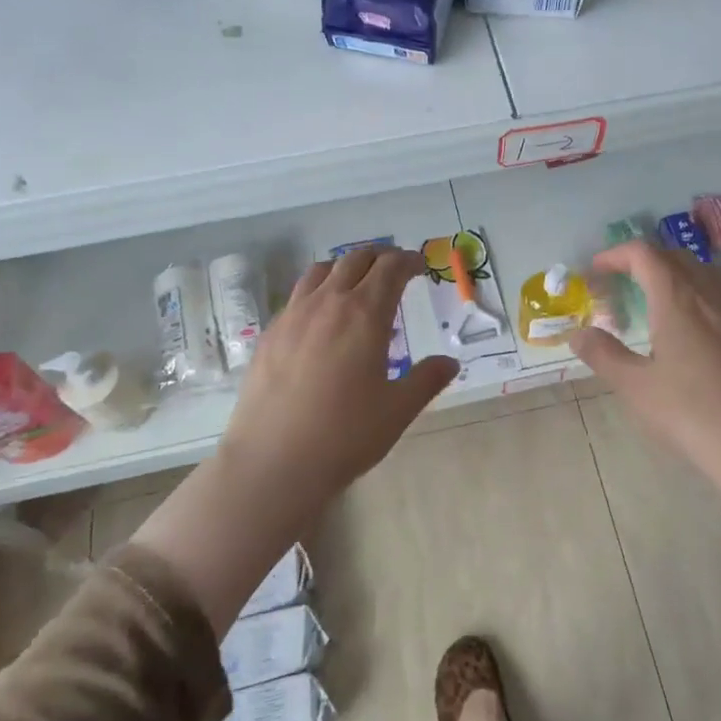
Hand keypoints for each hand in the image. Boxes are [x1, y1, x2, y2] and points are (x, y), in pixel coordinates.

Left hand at [220, 244, 458, 501]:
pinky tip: (320, 318)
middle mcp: (328, 303)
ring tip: (355, 283)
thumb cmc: (345, 435)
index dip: (409, 261)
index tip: (420, 266)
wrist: (273, 463)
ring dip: (345, 267)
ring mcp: (293, 316)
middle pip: (355, 259)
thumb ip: (427, 380)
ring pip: (320, 270)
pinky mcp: (269, 334)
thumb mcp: (398, 410)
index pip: (390, 268)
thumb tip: (450, 362)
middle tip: (394, 269)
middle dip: (379, 257)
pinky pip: (297, 296)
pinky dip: (317, 291)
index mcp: (365, 314)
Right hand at [570, 241, 720, 482]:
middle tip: (619, 285)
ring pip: (702, 272)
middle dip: (643, 261)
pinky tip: (690, 328)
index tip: (595, 271)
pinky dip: (696, 293)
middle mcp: (710, 294)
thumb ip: (603, 354)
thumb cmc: (691, 414)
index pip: (644, 254)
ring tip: (653, 300)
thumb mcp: (635, 387)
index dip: (616, 254)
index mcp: (677, 298)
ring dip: (673, 274)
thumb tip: (579, 333)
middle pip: (674, 257)